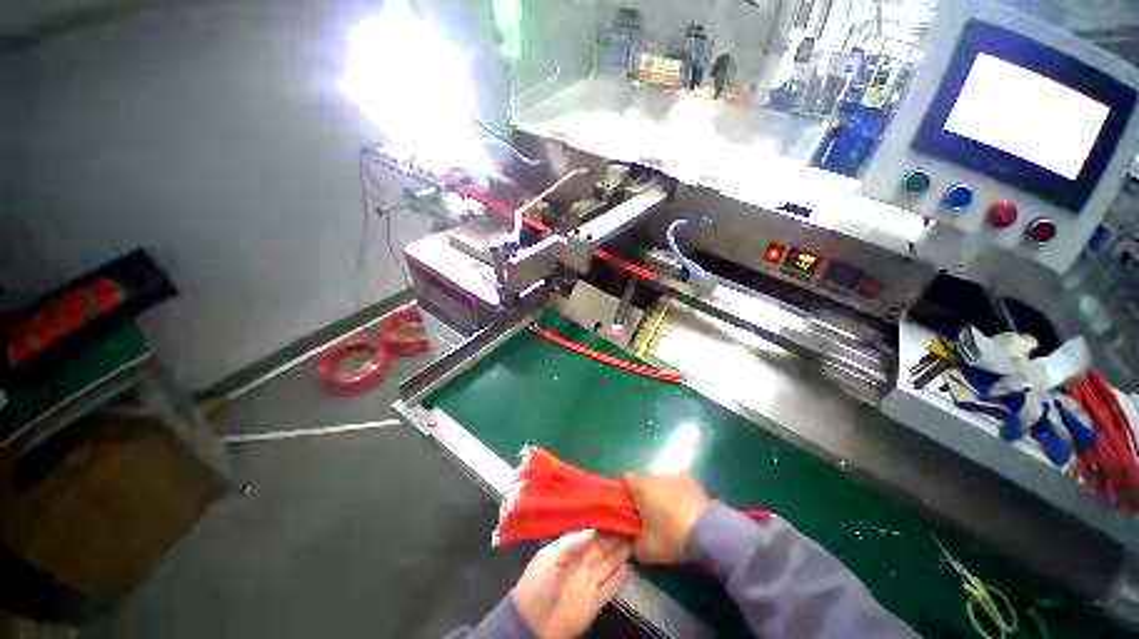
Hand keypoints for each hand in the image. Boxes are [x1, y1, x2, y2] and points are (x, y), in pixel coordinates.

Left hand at [511, 530, 631, 638]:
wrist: (531, 623)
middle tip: (633, 524)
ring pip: (610, 563)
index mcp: (570, 550)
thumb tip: (594, 529)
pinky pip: (611, 586)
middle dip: (616, 536)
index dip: (604, 526)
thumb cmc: (537, 583)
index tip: (618, 514)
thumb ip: (572, 542)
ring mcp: (590, 582)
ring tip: (636, 539)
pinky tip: (631, 566)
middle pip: (603, 547)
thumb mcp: (550, 557)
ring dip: (622, 553)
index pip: (591, 534)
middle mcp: (583, 563)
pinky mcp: (596, 601)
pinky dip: (622, 577)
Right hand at [624, 472, 711, 563]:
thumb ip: (632, 546)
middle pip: (644, 481)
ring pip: (661, 483)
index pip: (626, 479)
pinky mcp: (692, 481)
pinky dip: (677, 495)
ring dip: (661, 494)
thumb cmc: (672, 537)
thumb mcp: (647, 550)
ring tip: (668, 515)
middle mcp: (656, 475)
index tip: (628, 508)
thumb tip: (628, 544)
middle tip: (647, 516)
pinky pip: (678, 486)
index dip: (625, 492)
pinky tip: (684, 512)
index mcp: (641, 486)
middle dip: (644, 495)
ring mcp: (675, 475)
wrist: (710, 533)